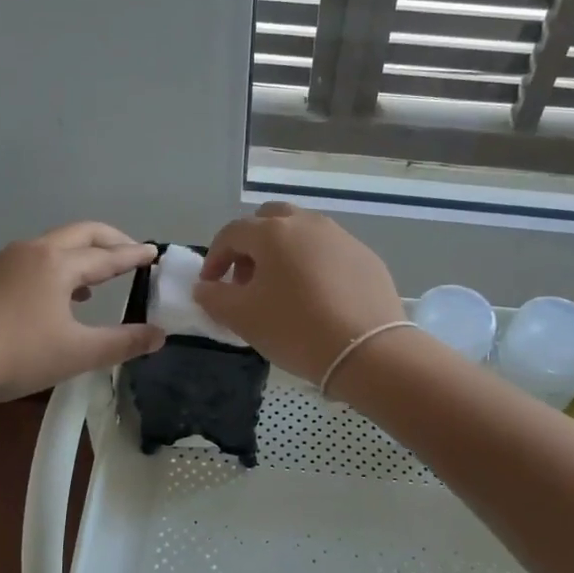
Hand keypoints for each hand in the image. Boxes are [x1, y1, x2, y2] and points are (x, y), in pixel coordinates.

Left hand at [0, 223, 164, 408]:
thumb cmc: (16, 356)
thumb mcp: (78, 354)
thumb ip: (123, 342)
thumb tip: (159, 335)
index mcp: (58, 264)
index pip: (107, 255)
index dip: (134, 255)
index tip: (154, 252)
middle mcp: (32, 251)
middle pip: (80, 234)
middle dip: (110, 240)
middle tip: (131, 252)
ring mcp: (3, 261)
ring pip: (52, 246)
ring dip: (80, 255)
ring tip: (96, 280)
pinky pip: (31, 261)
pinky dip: (55, 268)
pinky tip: (54, 298)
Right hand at [195, 203, 403, 382]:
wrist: (368, 351)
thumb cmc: (295, 329)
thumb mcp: (242, 318)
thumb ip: (214, 297)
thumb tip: (205, 287)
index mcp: (273, 232)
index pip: (232, 233)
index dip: (215, 258)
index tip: (211, 286)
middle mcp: (308, 223)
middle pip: (269, 221)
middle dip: (251, 246)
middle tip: (247, 281)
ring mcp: (341, 237)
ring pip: (302, 234)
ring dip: (283, 254)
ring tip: (281, 290)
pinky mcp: (366, 257)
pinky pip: (329, 252)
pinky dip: (313, 265)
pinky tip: (316, 298)